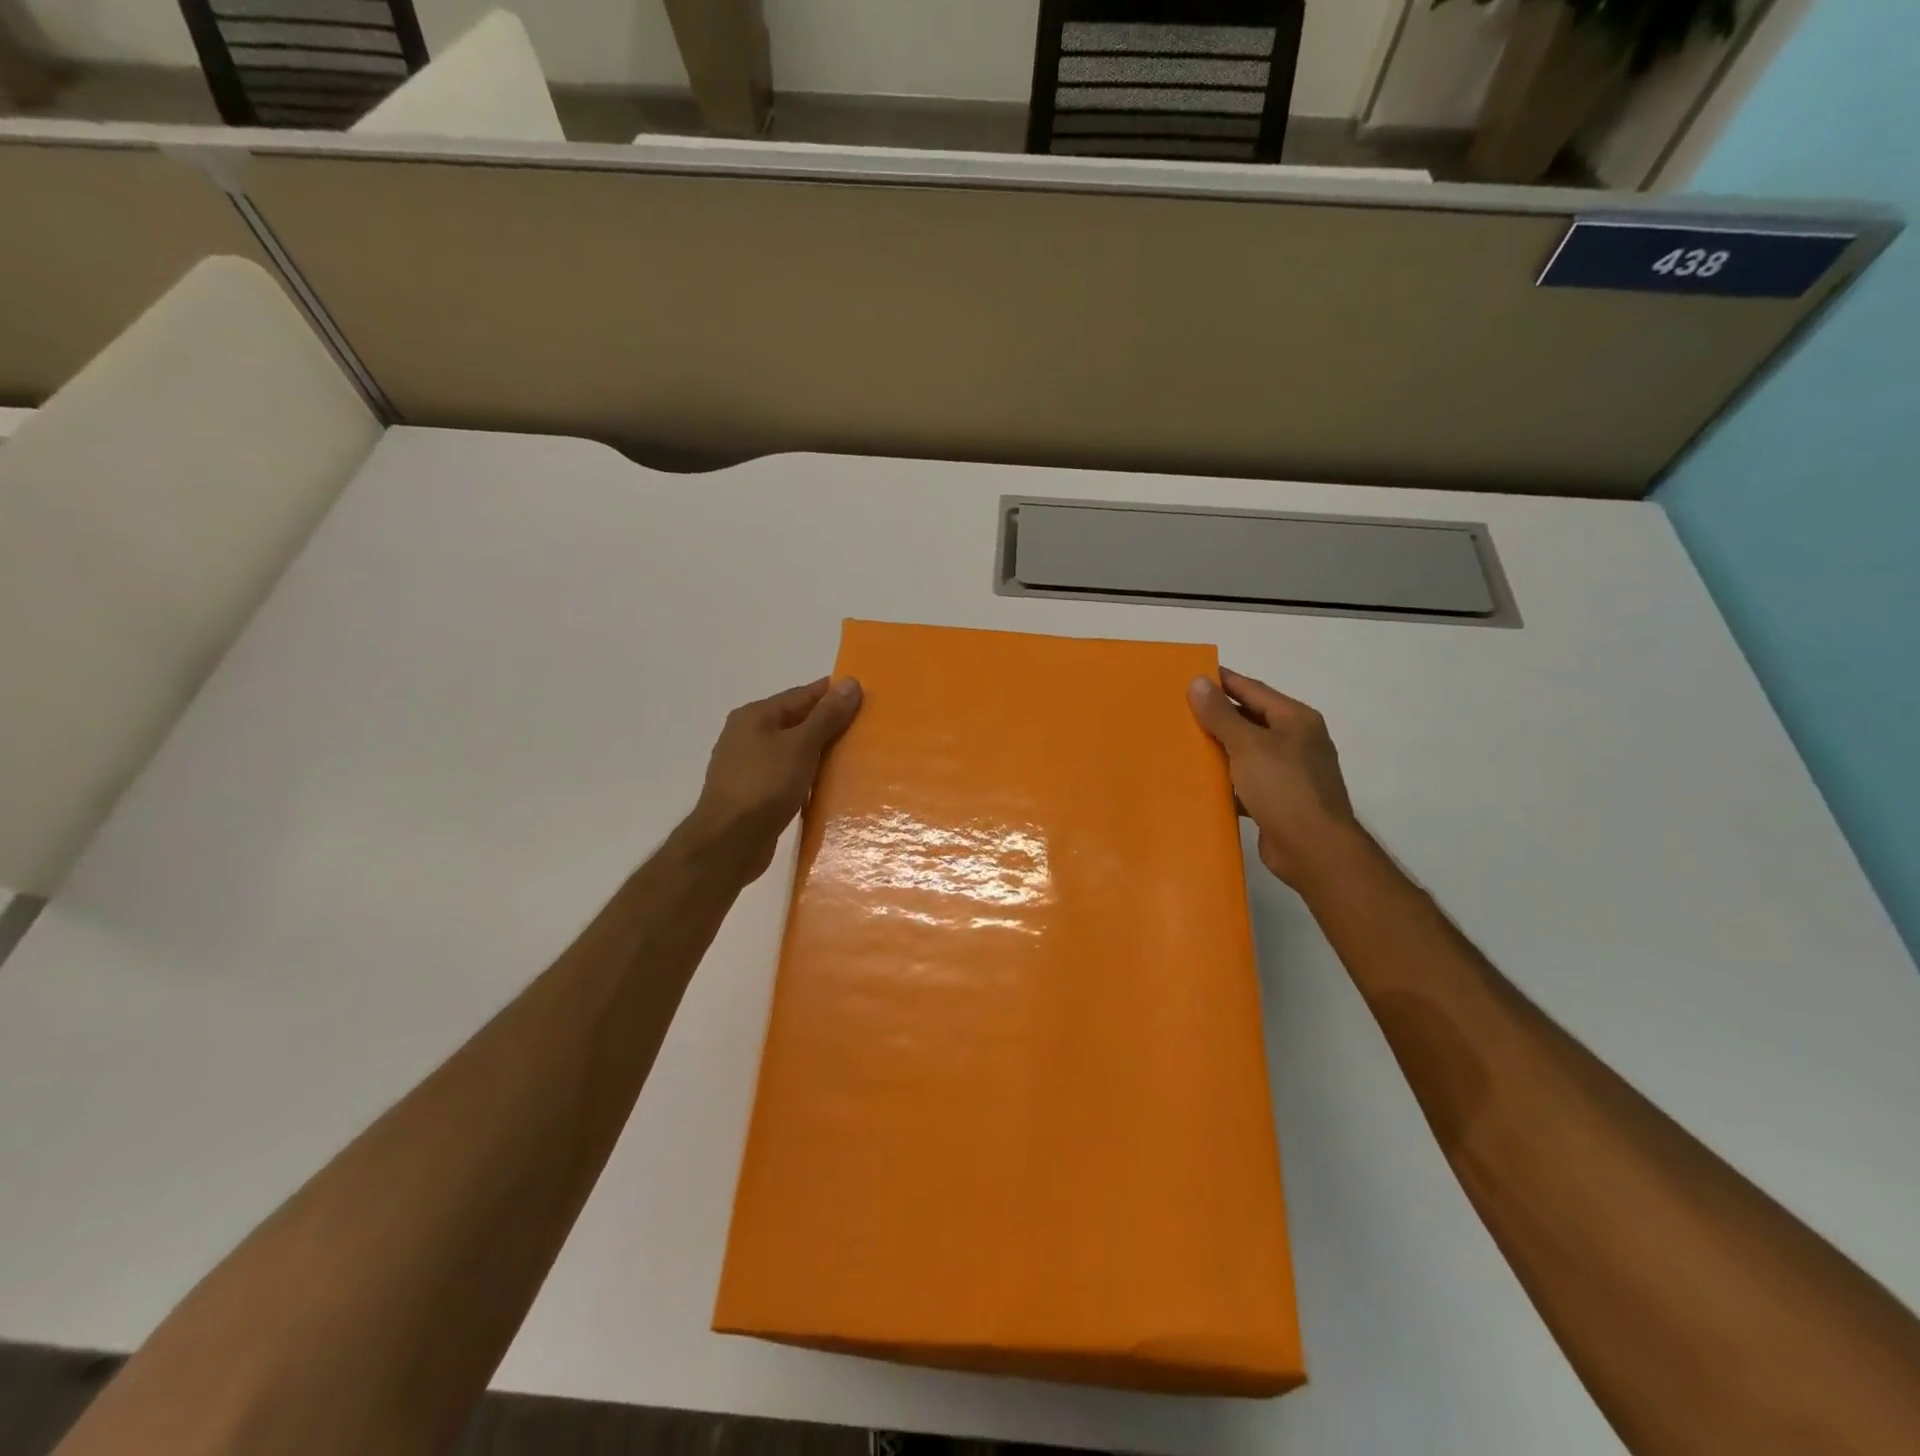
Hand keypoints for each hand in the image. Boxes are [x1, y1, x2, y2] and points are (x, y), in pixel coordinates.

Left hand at [687, 677, 862, 879]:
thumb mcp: (801, 745)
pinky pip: (786, 776)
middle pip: (796, 722)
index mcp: (755, 715)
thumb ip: (827, 715)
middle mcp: (747, 735)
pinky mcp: (752, 794)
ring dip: (818, 753)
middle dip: (828, 724)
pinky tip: (826, 786)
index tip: (866, 697)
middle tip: (866, 729)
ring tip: (853, 758)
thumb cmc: (765, 785)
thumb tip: (851, 682)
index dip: (833, 694)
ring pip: (792, 750)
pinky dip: (806, 776)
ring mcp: (747, 766)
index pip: (802, 695)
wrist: (729, 843)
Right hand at [1188, 668, 1360, 888]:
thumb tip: (1198, 681)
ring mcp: (1290, 772)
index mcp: (1295, 719)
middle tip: (1178, 710)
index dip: (1221, 681)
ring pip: (1246, 752)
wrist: (1314, 849)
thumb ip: (1220, 714)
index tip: (1189, 675)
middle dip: (1216, 715)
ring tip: (1182, 743)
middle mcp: (1296, 740)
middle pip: (1250, 719)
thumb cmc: (1283, 788)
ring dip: (1219, 749)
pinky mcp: (1279, 799)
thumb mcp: (1248, 745)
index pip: (1252, 689)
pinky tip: (1201, 782)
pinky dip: (1226, 779)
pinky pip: (1246, 780)